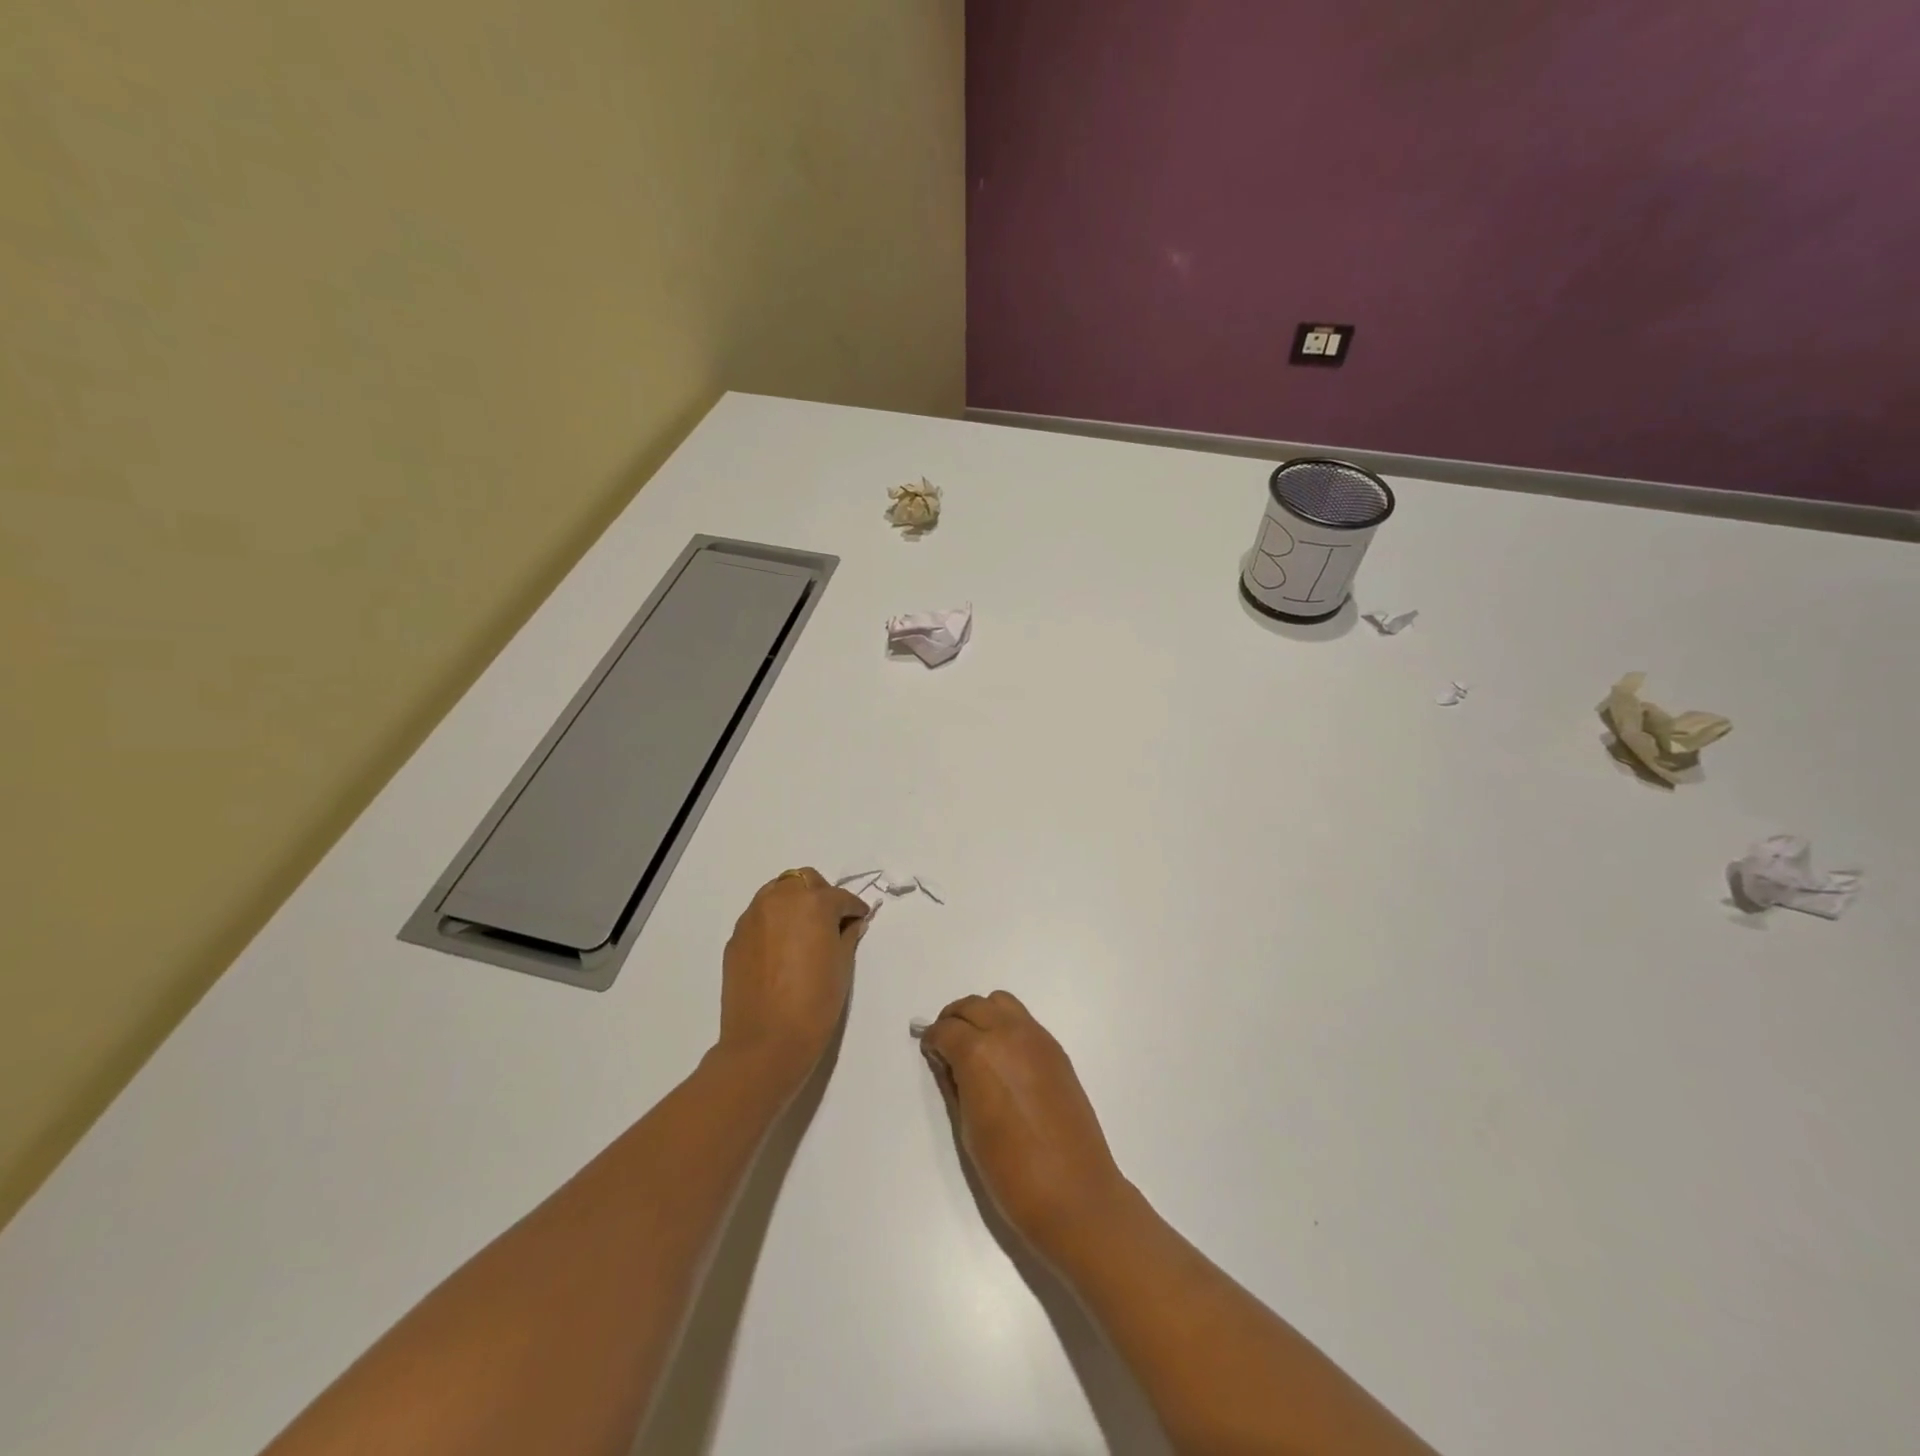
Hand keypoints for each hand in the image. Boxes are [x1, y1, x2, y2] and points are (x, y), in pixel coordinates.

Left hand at [718, 868, 870, 1093]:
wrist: (766, 1042)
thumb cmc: (815, 1003)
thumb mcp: (842, 966)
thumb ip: (847, 935)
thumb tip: (850, 924)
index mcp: (813, 903)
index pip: (840, 897)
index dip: (854, 909)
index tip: (860, 920)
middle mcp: (780, 900)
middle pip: (804, 881)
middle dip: (821, 895)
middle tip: (832, 922)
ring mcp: (753, 917)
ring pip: (777, 892)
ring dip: (794, 903)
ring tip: (804, 931)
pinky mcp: (736, 938)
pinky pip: (759, 917)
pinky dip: (773, 922)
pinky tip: (781, 949)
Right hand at [920, 991, 1131, 1261]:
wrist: (1074, 1194)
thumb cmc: (1011, 1172)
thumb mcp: (968, 1129)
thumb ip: (954, 1085)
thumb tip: (946, 1061)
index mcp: (979, 1054)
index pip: (946, 1030)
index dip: (933, 1040)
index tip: (930, 1053)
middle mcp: (1008, 1034)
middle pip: (972, 1006)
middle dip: (954, 1020)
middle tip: (947, 1046)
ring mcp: (1036, 1038)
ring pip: (1000, 1003)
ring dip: (982, 1015)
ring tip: (976, 1046)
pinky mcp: (1056, 1050)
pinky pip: (1024, 1020)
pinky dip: (1006, 1026)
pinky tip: (1004, 1058)